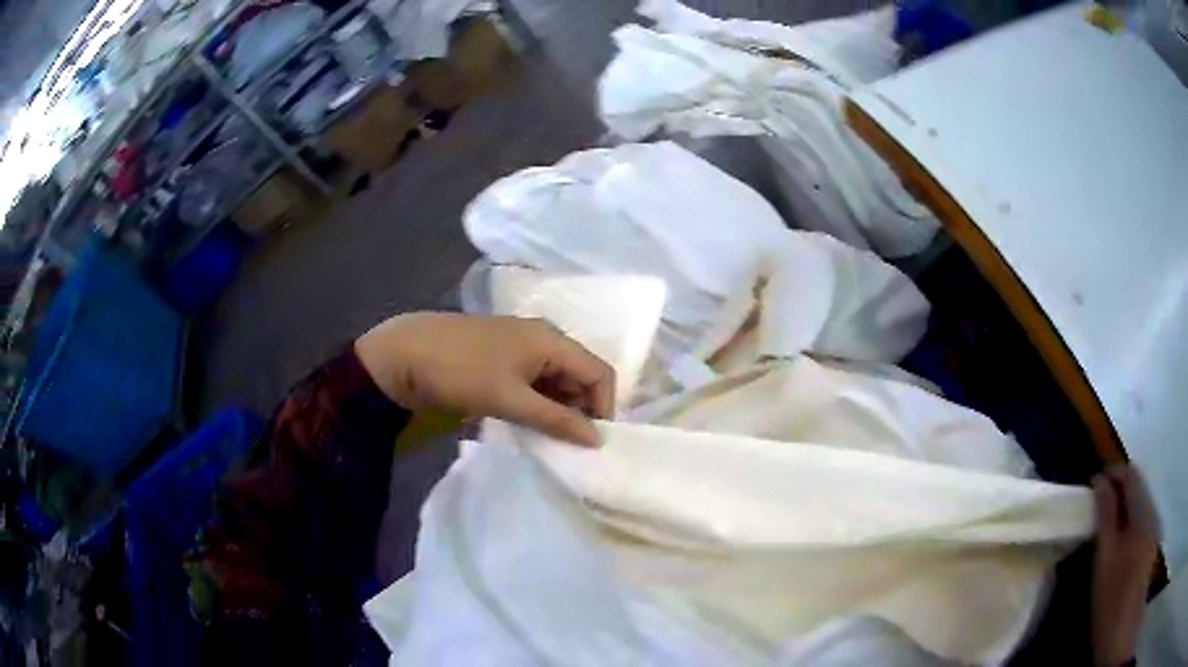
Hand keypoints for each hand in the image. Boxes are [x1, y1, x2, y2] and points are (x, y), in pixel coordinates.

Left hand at [355, 313, 614, 445]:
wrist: (402, 355)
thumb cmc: (460, 372)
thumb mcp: (510, 399)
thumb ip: (556, 420)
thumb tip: (597, 440)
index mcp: (550, 340)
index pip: (598, 373)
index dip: (604, 407)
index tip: (591, 443)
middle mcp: (542, 340)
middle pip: (579, 377)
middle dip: (580, 412)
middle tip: (568, 446)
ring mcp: (520, 350)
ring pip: (556, 383)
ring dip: (557, 411)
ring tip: (547, 440)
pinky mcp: (502, 362)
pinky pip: (534, 384)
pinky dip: (537, 406)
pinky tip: (526, 426)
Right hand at [1091, 465, 1159, 666]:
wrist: (1122, 623)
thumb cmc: (1112, 592)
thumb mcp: (1105, 556)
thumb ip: (1105, 515)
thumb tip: (1100, 481)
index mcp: (1141, 509)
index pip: (1130, 474)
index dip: (1112, 474)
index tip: (1093, 486)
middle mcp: (1150, 511)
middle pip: (1136, 489)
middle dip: (1116, 494)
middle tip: (1095, 510)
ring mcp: (1151, 529)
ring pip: (1137, 507)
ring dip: (1121, 511)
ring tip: (1103, 530)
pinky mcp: (1148, 545)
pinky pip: (1139, 523)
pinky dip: (1127, 526)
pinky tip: (1116, 548)